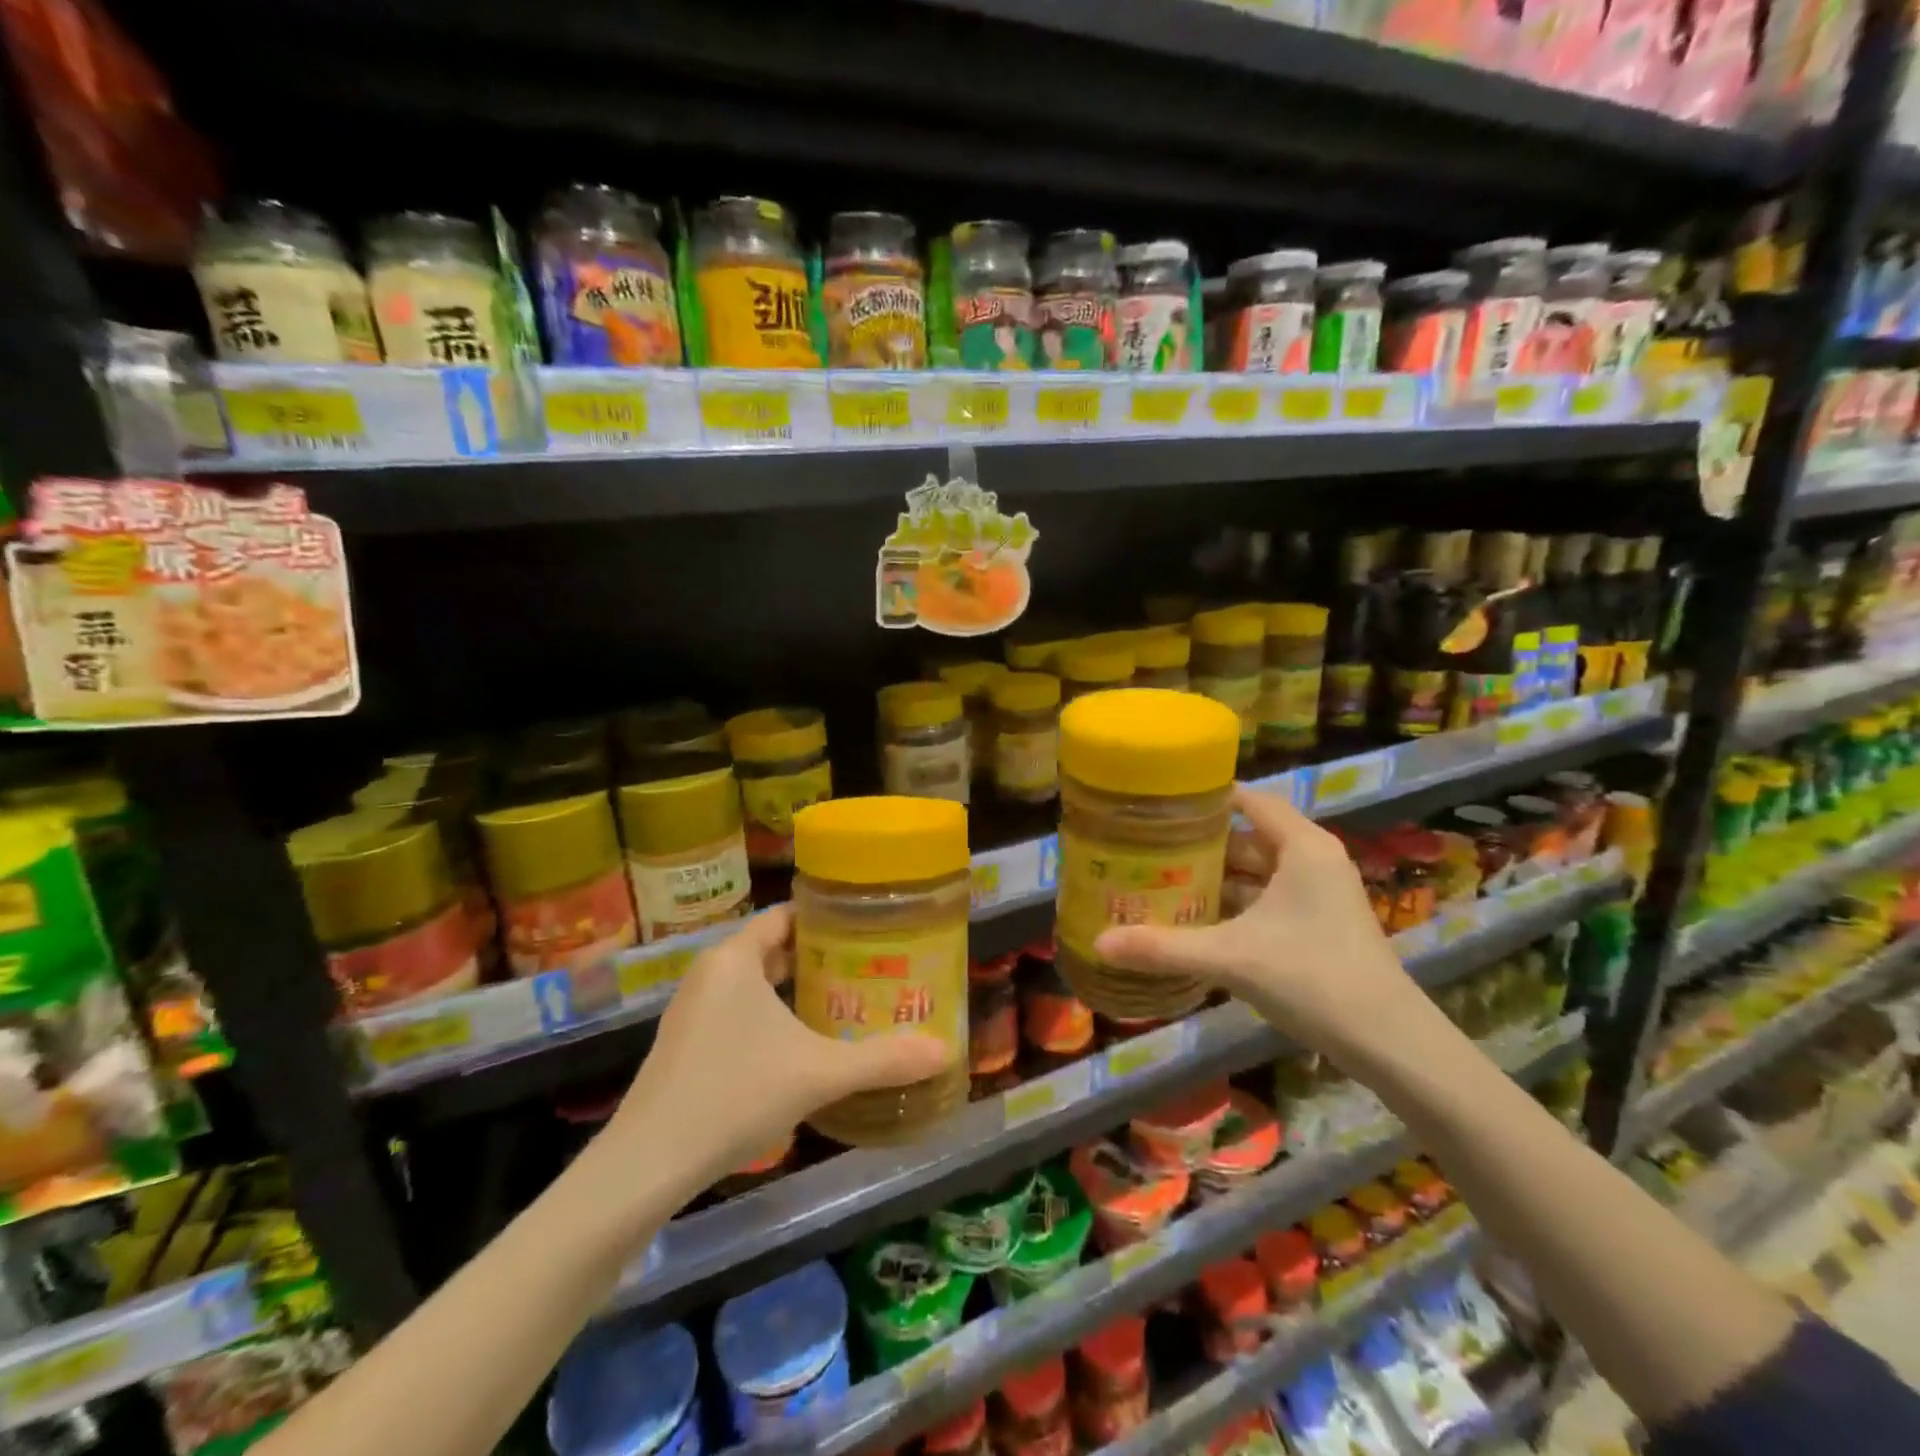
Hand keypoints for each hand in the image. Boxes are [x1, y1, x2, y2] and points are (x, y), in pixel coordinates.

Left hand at [596, 906, 950, 1203]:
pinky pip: (737, 1012)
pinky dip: (770, 1016)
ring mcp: (692, 1011)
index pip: (785, 915)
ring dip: (794, 989)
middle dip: (818, 957)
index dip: (825, 917)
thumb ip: (882, 1060)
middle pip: (772, 949)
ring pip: (754, 984)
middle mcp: (710, 974)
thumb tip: (945, 1051)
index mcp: (734, 958)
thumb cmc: (734, 1095)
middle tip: (867, 966)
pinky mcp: (685, 1046)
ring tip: (844, 1001)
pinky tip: (800, 1045)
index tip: (866, 926)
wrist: (646, 1166)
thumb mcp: (818, 1074)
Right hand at [1094, 785, 1425, 1064]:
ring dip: (1216, 876)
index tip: (1159, 802)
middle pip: (1248, 836)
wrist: (1390, 1042)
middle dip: (1200, 843)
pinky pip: (1267, 898)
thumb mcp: (1231, 958)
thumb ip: (1164, 947)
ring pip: (1257, 871)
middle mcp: (1314, 860)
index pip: (1249, 799)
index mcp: (1302, 847)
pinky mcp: (1320, 923)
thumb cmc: (1313, 978)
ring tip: (1163, 879)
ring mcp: (1320, 894)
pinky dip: (1235, 903)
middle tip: (1148, 845)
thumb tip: (1099, 942)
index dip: (1205, 798)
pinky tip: (1198, 920)